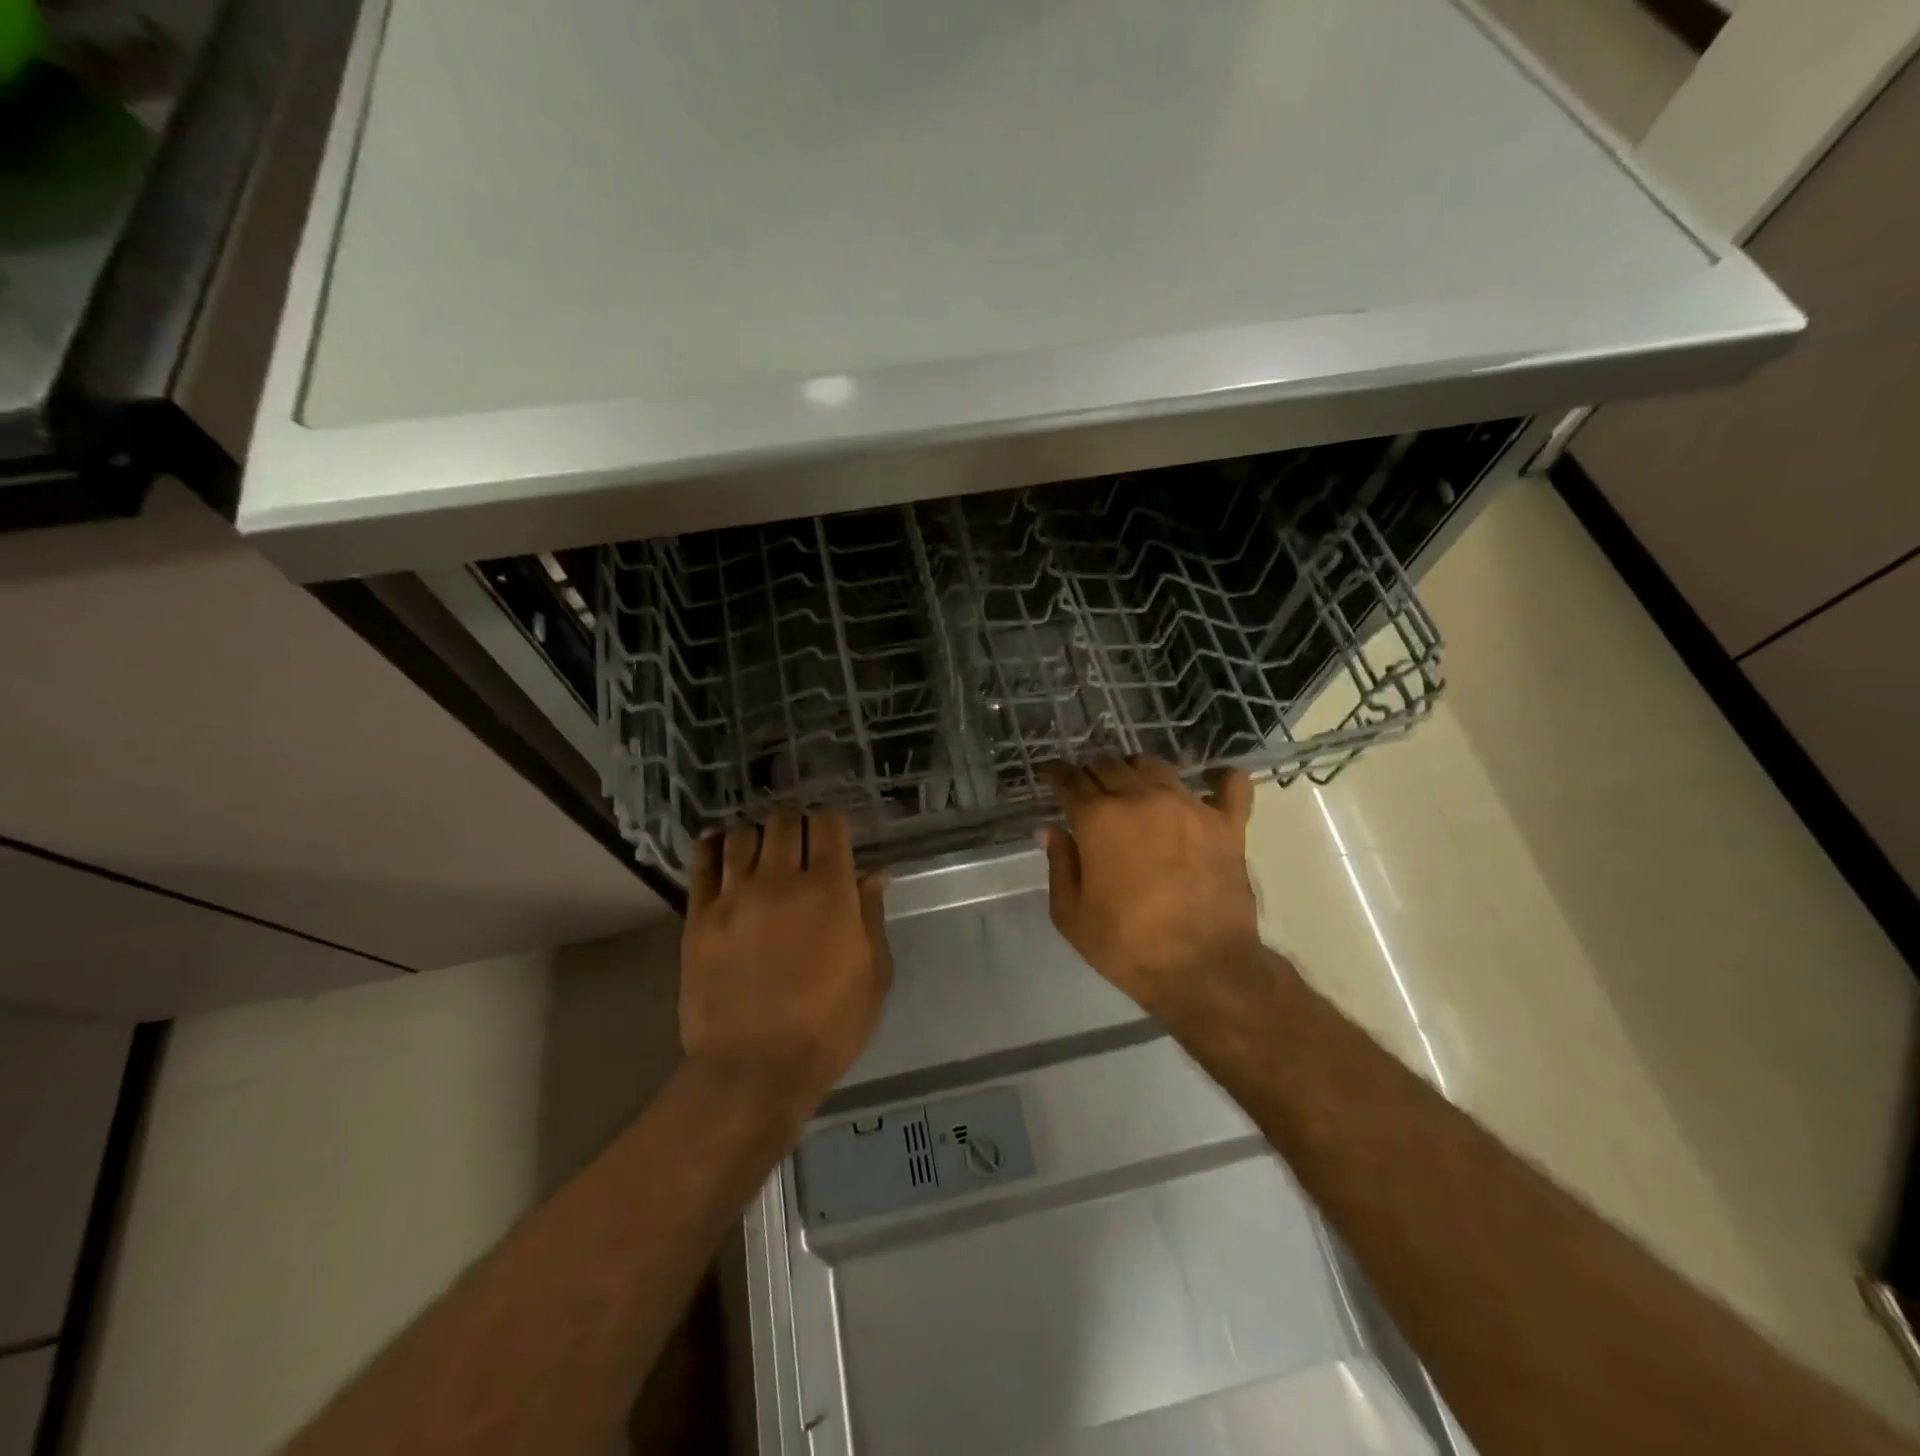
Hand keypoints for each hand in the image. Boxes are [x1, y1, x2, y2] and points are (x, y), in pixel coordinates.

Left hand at [680, 810, 891, 1113]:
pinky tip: (721, 848)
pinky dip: (714, 846)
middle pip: (784, 822)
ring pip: (743, 835)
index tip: (834, 839)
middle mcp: (781, 880)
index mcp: (829, 890)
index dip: (832, 824)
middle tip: (801, 847)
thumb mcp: (872, 974)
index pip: (828, 825)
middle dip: (797, 825)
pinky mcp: (699, 916)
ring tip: (763, 853)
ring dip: (758, 836)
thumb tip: (873, 873)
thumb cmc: (827, 1026)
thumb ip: (871, 915)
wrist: (754, 1068)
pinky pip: (703, 863)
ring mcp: (735, 895)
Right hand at [1040, 757, 1261, 1020]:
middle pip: (1110, 765)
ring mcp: (1188, 806)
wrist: (1204, 969)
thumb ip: (1059, 864)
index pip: (1070, 780)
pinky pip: (1229, 783)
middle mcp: (1141, 798)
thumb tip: (1050, 829)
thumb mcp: (1071, 915)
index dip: (1056, 774)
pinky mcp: (1227, 822)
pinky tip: (1209, 781)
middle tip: (1089, 789)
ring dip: (1136, 770)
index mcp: (1098, 819)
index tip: (1051, 776)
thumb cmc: (1127, 946)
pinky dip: (1217, 778)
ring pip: (1156, 765)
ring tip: (1133, 786)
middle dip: (1093, 772)